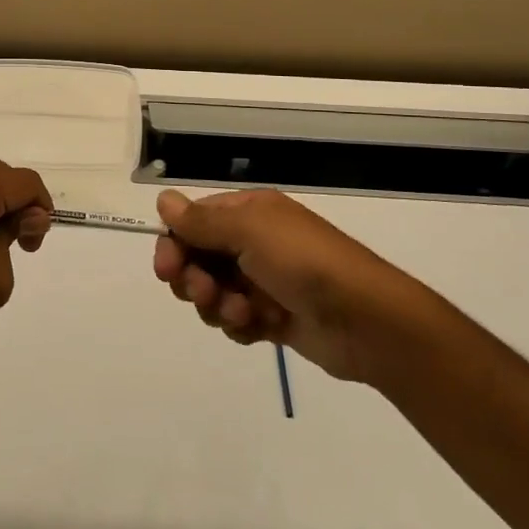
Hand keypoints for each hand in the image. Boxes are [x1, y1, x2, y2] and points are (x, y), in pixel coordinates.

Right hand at [152, 188, 410, 383]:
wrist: (364, 319)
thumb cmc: (304, 263)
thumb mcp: (250, 231)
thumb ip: (202, 221)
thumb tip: (163, 200)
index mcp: (250, 212)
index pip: (194, 221)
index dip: (175, 244)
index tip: (166, 269)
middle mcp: (253, 242)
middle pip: (198, 258)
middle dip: (194, 278)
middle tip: (204, 293)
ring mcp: (263, 281)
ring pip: (213, 292)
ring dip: (217, 304)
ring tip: (243, 313)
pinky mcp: (272, 317)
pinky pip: (235, 319)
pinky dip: (239, 324)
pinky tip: (258, 328)